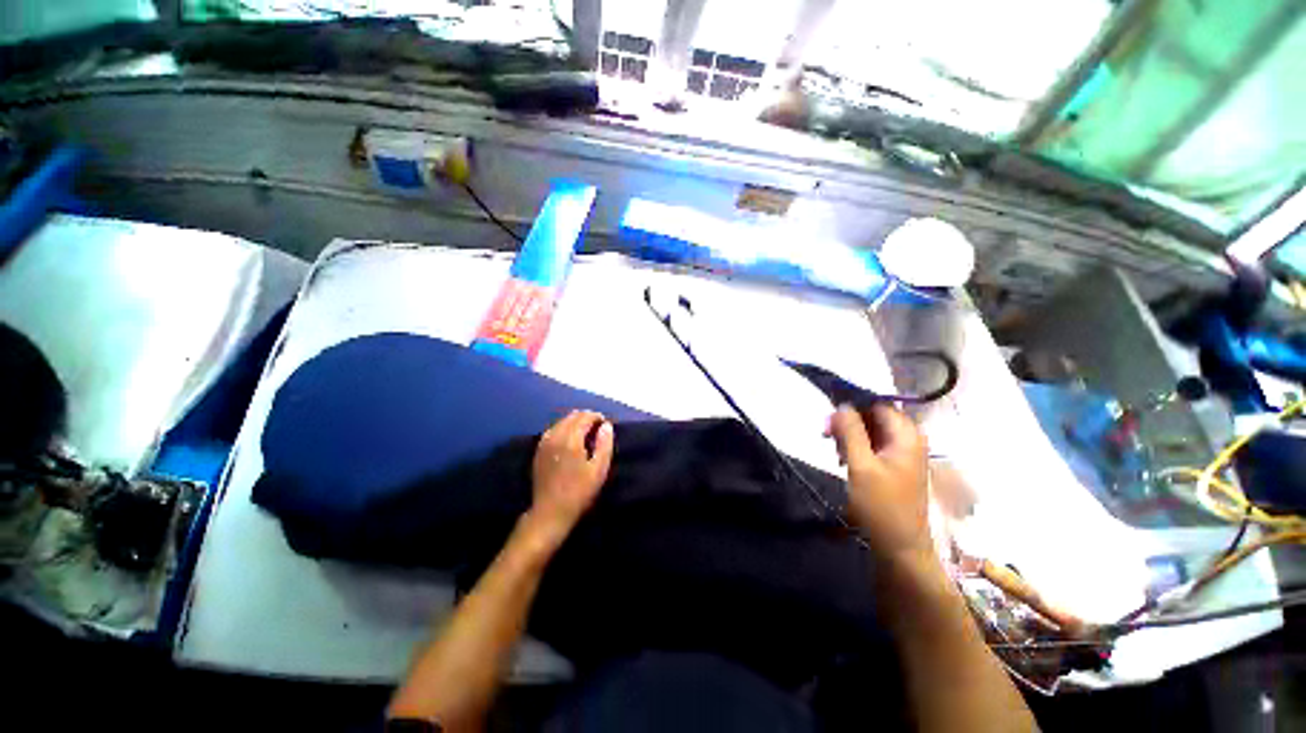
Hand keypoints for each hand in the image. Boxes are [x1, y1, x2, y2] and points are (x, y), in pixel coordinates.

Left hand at [526, 410, 614, 543]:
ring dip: (575, 423)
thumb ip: (604, 444)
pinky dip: (564, 429)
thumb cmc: (579, 492)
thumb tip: (606, 425)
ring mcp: (544, 443)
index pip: (585, 417)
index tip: (606, 425)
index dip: (597, 417)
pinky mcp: (538, 451)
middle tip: (598, 429)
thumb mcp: (599, 470)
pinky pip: (553, 430)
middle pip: (572, 416)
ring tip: (586, 435)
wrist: (550, 513)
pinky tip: (570, 441)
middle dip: (586, 418)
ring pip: (561, 422)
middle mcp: (555, 436)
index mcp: (571, 438)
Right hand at [828, 404, 930, 558]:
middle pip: (873, 416)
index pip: (877, 404)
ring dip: (849, 435)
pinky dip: (856, 447)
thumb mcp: (861, 465)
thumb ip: (851, 431)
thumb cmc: (881, 505)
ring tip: (834, 450)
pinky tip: (843, 458)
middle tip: (826, 434)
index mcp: (907, 435)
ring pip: (871, 430)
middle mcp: (908, 439)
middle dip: (848, 422)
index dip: (852, 405)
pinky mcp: (894, 464)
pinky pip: (872, 444)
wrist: (899, 546)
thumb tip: (842, 404)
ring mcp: (902, 452)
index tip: (829, 415)